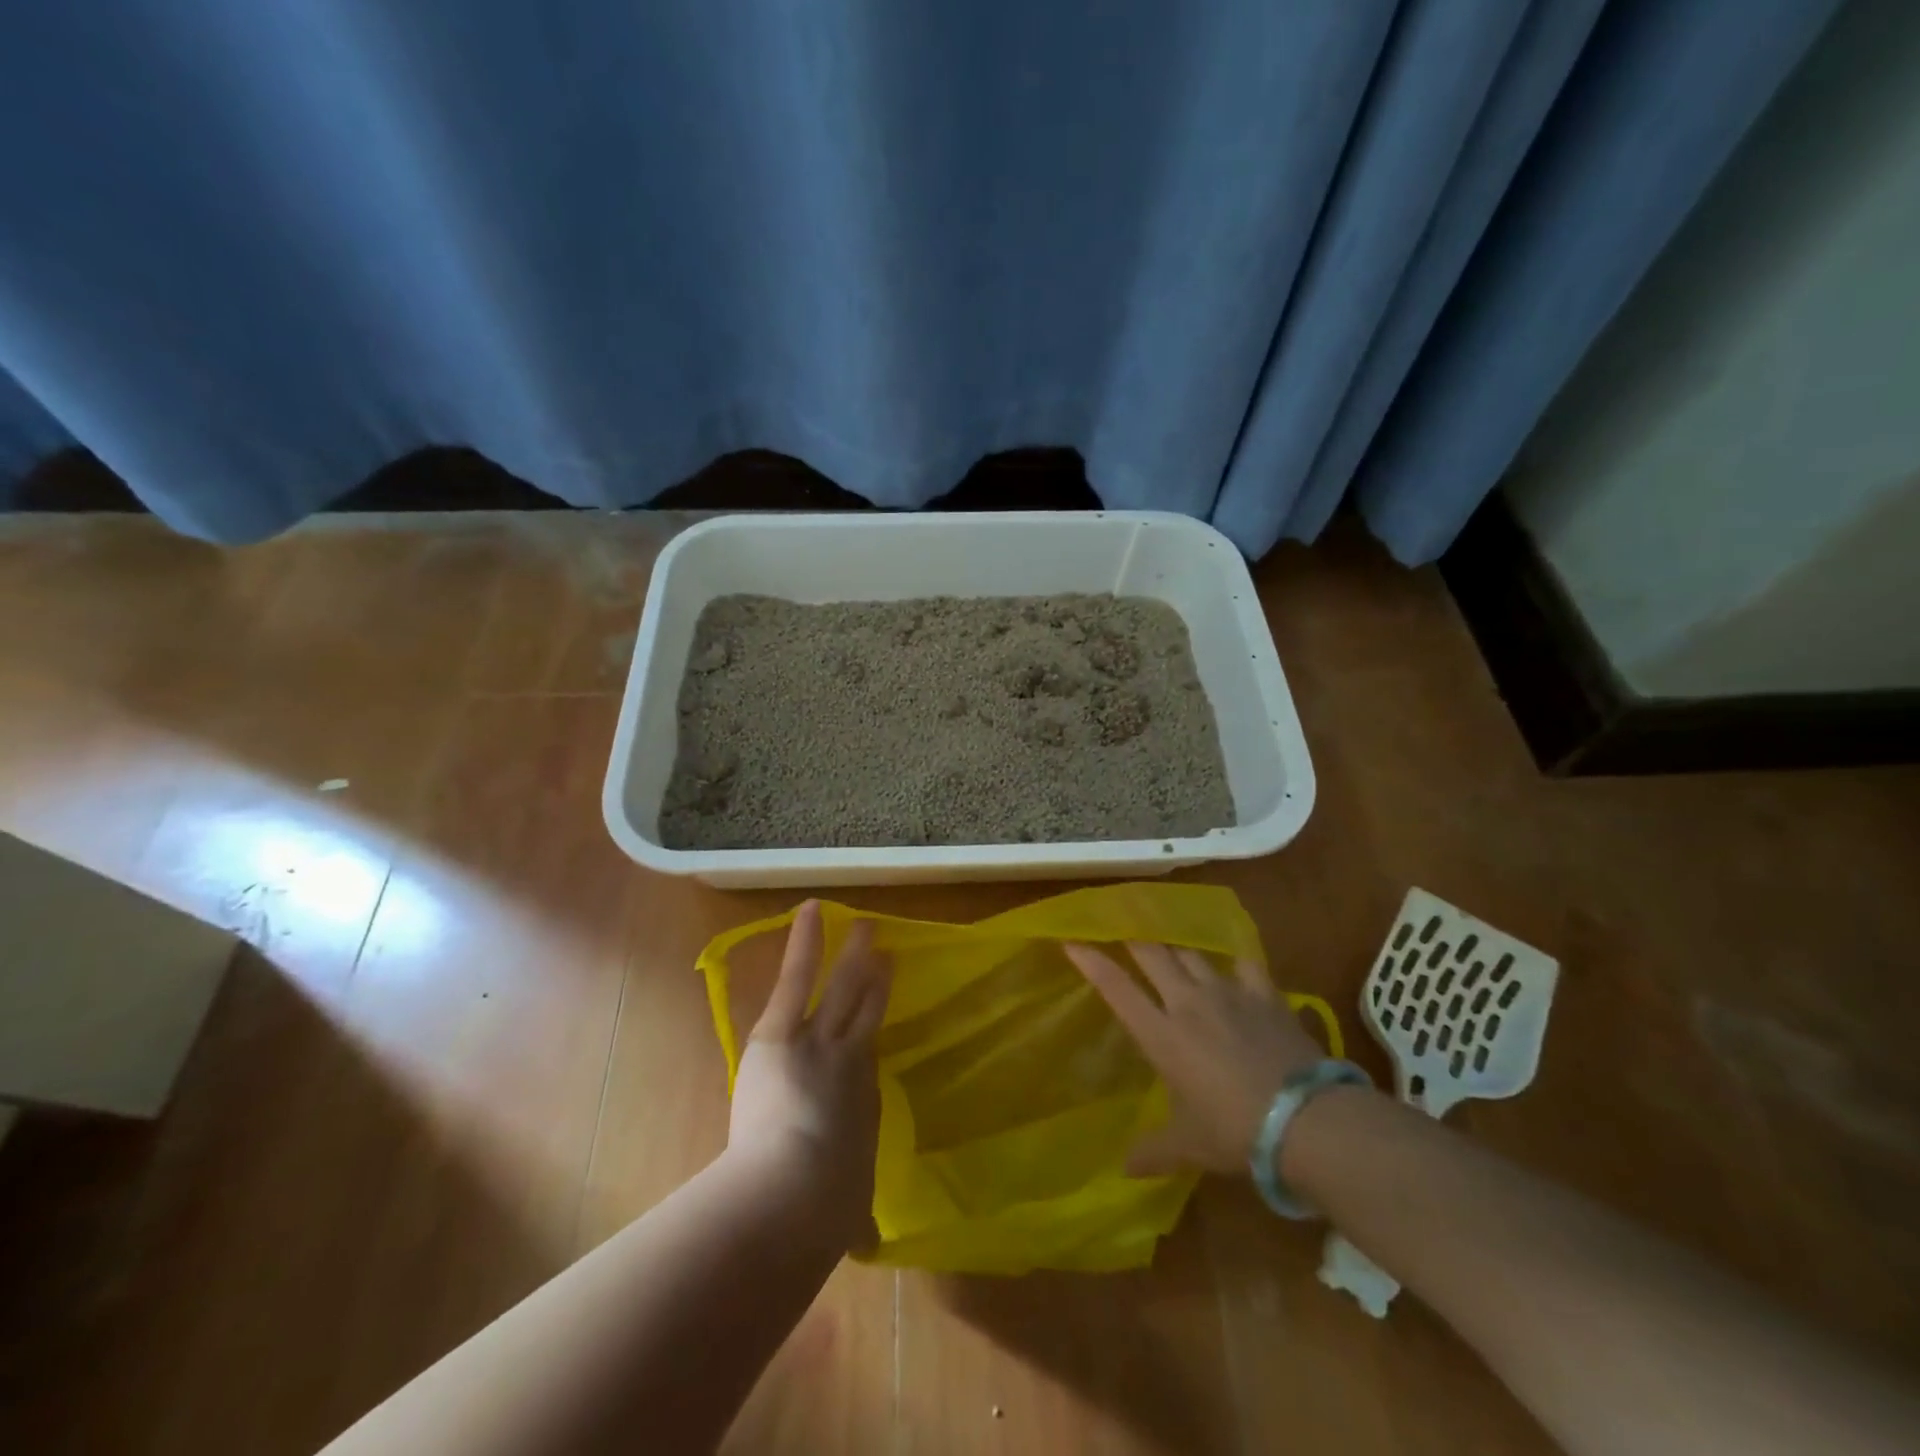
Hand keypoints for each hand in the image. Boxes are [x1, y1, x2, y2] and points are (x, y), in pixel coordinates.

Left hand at [729, 901, 891, 1249]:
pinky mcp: (784, 1031)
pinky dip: (806, 942)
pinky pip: (800, 977)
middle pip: (868, 1012)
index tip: (878, 1013)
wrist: (794, 1196)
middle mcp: (850, 1063)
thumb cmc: (824, 1212)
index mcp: (863, 1103)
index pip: (868, 1060)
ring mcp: (820, 1041)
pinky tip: (812, 910)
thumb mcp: (845, 1215)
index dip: (872, 1032)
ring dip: (853, 956)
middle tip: (887, 952)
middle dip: (877, 980)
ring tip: (864, 925)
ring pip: (843, 989)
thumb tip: (865, 1245)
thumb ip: (854, 1221)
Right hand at [1063, 941, 1326, 1176]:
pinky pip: (1244, 964)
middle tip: (1121, 932)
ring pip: (1192, 955)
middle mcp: (1188, 1002)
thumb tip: (1124, 1170)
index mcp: (1161, 1034)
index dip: (1091, 961)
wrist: (1307, 1120)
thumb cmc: (1235, 1132)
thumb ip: (1153, 1151)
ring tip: (1171, 952)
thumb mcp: (1189, 1147)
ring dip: (1176, 951)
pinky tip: (1233, 966)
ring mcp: (1229, 993)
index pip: (1116, 987)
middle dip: (1132, 940)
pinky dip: (1233, 962)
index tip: (1071, 941)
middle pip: (1152, 954)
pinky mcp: (1265, 995)